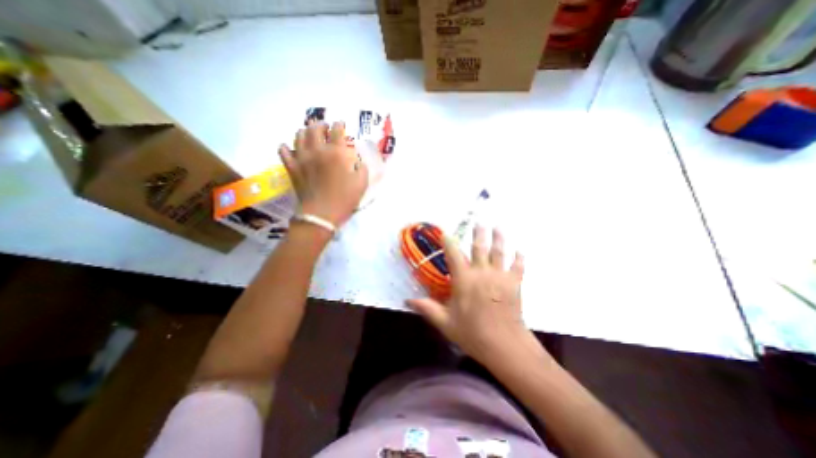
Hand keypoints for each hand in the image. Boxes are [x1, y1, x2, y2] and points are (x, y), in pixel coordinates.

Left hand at [282, 121, 369, 226]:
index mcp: (337, 153)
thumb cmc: (345, 199)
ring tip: (309, 134)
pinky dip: (286, 147)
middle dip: (321, 124)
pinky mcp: (292, 167)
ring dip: (305, 131)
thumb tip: (358, 161)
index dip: (339, 125)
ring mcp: (302, 158)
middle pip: (315, 128)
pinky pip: (284, 151)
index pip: (337, 130)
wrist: (321, 214)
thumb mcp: (362, 184)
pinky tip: (290, 148)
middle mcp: (318, 150)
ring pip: (299, 135)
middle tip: (325, 127)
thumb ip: (362, 168)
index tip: (341, 125)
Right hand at [406, 228, 530, 366]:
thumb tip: (407, 302)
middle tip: (479, 221)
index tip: (445, 233)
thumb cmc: (473, 333)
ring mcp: (500, 276)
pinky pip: (518, 266)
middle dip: (479, 233)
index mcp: (464, 280)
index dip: (448, 242)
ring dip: (499, 238)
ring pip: (500, 252)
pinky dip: (519, 257)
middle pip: (480, 248)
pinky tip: (521, 251)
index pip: (453, 255)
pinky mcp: (515, 284)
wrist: (505, 346)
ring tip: (498, 227)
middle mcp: (482, 273)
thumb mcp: (445, 322)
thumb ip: (427, 308)